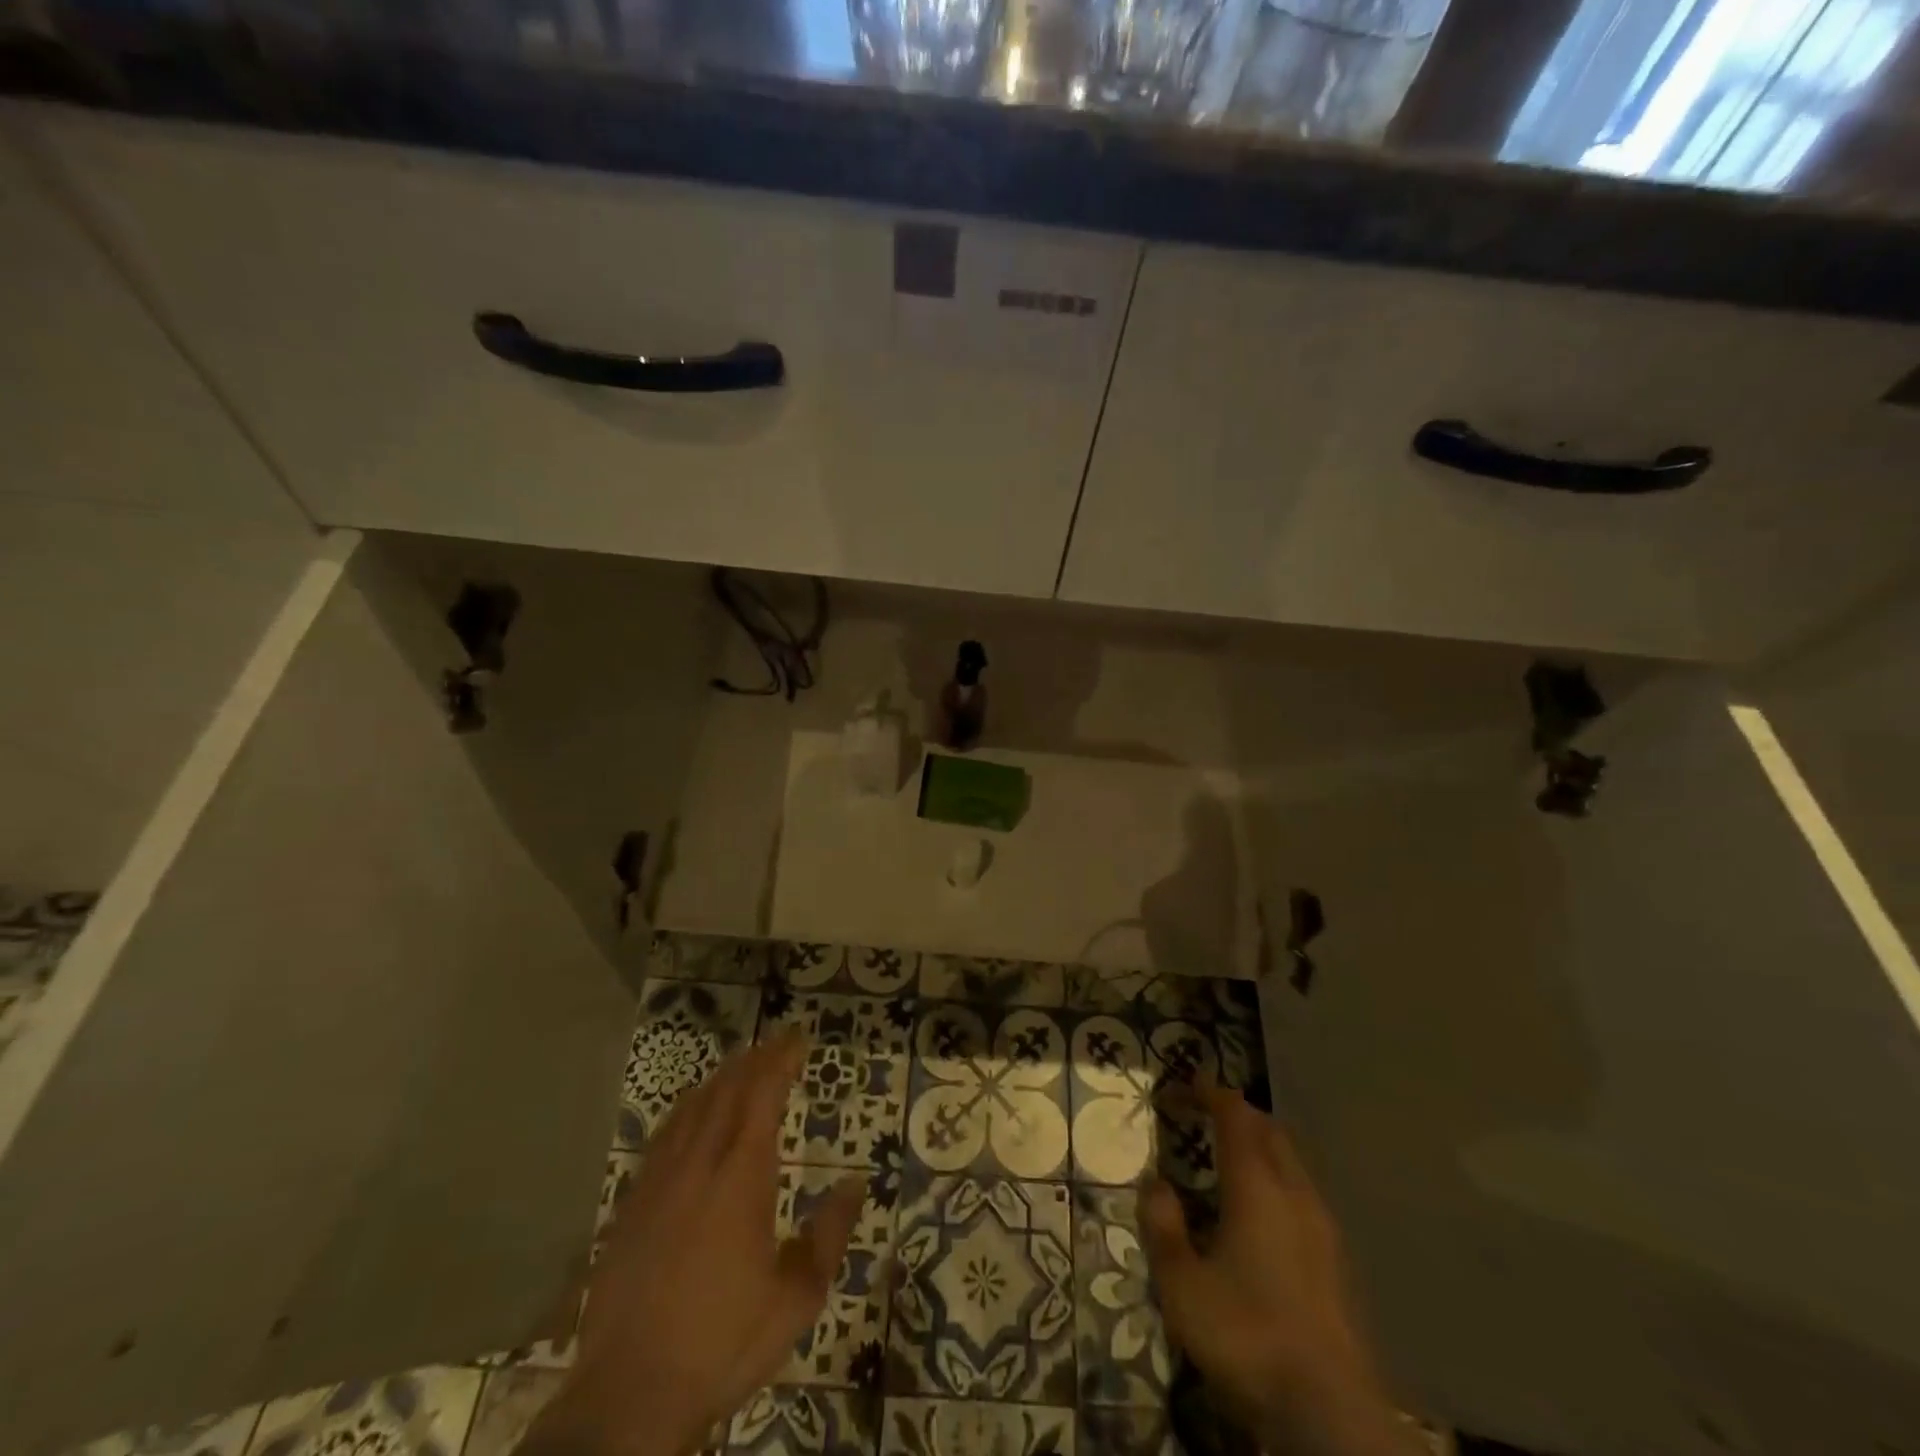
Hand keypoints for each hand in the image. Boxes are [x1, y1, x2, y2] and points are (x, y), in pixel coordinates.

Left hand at [523, 1032, 863, 1455]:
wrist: (628, 1396)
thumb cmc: (723, 1343)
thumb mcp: (796, 1299)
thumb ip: (830, 1234)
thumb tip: (856, 1183)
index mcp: (742, 1175)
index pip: (763, 1093)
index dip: (781, 1058)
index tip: (799, 1038)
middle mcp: (700, 1162)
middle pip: (728, 1089)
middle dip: (755, 1059)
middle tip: (778, 1044)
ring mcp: (660, 1180)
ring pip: (693, 1106)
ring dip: (721, 1078)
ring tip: (742, 1065)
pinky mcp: (632, 1203)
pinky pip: (664, 1133)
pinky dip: (687, 1108)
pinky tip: (693, 1113)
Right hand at [1142, 1087, 1416, 1455]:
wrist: (1330, 1412)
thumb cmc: (1246, 1335)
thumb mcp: (1182, 1285)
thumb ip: (1163, 1227)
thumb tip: (1154, 1184)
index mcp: (1256, 1185)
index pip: (1235, 1115)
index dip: (1209, 1093)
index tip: (1182, 1087)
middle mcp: (1294, 1192)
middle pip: (1269, 1130)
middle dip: (1236, 1113)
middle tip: (1203, 1116)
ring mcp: (1323, 1226)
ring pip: (1291, 1161)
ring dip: (1259, 1146)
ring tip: (1227, 1161)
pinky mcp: (1337, 1259)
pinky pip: (1302, 1192)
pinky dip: (1276, 1179)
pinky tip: (1260, 1215)